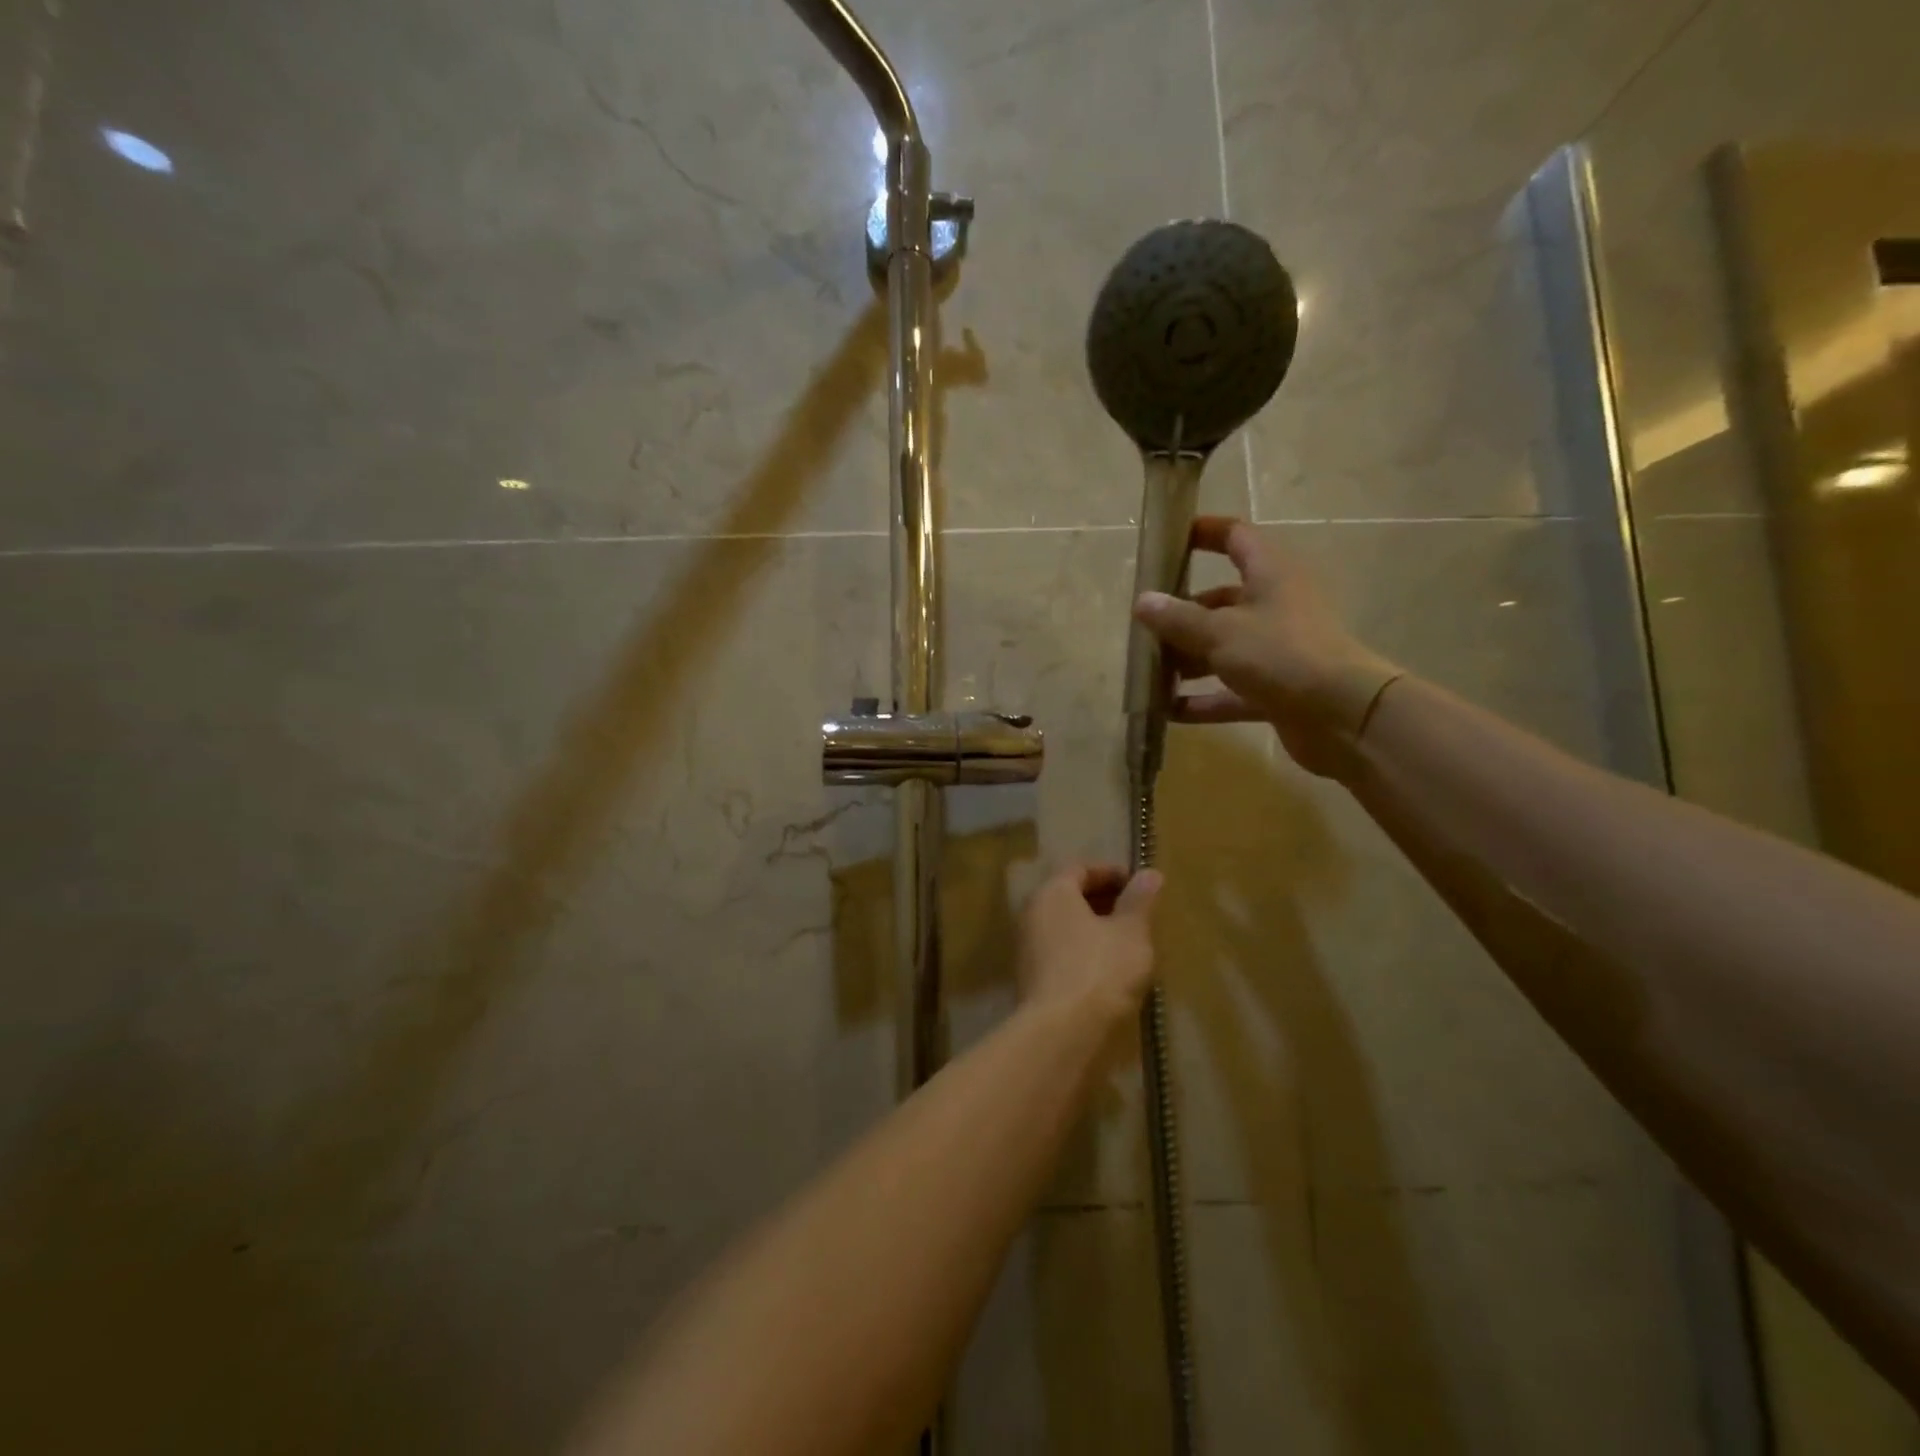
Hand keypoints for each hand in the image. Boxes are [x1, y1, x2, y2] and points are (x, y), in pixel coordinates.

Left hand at [1016, 864, 1161, 1026]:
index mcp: (1053, 893)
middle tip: (1136, 913)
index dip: (1111, 873)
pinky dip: (1082, 950)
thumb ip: (1139, 901)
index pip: (1080, 868)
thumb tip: (1150, 873)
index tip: (1140, 886)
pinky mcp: (1030, 977)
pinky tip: (1107, 970)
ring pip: (1064, 926)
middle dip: (1103, 900)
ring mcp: (1026, 946)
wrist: (1061, 1031)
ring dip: (1094, 928)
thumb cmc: (1100, 970)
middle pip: (1069, 896)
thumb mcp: (1131, 932)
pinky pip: (1059, 951)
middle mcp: (1032, 913)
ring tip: (1127, 942)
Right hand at [1133, 516, 1402, 775]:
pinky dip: (1204, 700)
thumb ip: (1178, 618)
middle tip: (1145, 626)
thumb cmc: (1280, 654)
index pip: (1236, 537)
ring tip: (1149, 672)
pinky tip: (1168, 712)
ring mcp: (1278, 650)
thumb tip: (1142, 601)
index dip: (1204, 532)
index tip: (1169, 541)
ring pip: (1225, 647)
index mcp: (1270, 574)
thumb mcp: (1220, 632)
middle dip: (1183, 614)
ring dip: (1188, 660)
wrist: (1343, 716)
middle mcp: (1276, 606)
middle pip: (1222, 600)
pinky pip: (1232, 691)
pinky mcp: (1278, 689)